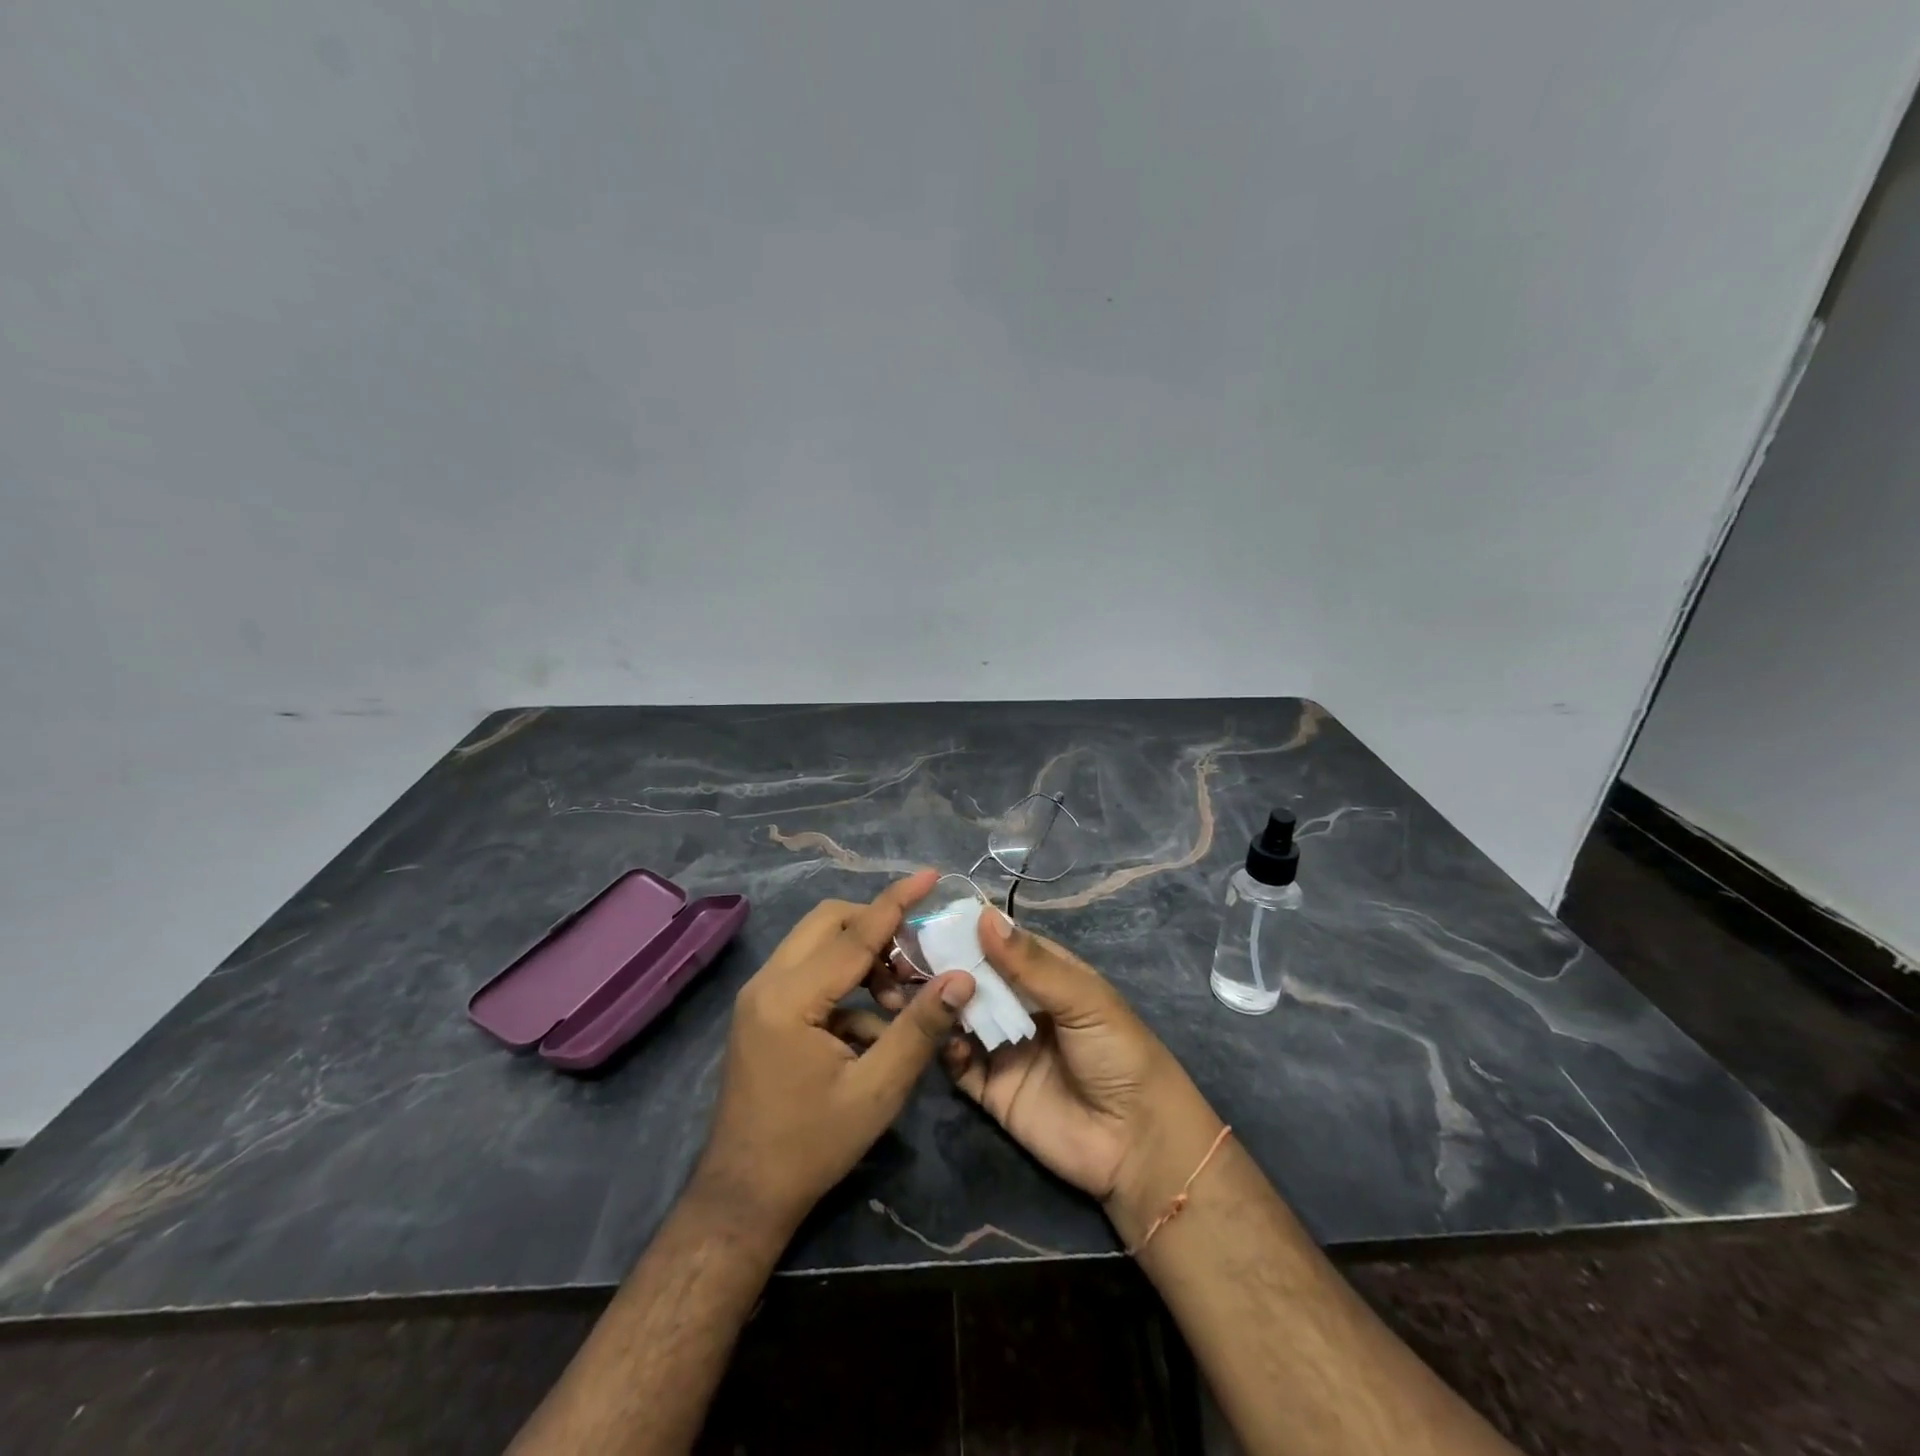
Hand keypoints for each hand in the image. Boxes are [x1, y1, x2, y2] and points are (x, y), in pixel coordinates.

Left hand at [694, 871, 975, 1232]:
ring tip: (899, 999)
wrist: (744, 1195)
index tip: (930, 875)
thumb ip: (919, 1029)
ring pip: (819, 942)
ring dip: (864, 956)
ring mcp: (760, 995)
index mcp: (790, 998)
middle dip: (878, 926)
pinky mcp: (763, 1009)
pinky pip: (811, 971)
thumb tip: (961, 978)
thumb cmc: (811, 1147)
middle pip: (829, 921)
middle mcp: (767, 983)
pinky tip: (873, 1027)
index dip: (896, 902)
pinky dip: (847, 982)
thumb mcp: (876, 1091)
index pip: (854, 933)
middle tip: (918, 955)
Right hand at [864, 908, 1218, 1211]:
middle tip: (902, 955)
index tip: (926, 917)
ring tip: (905, 990)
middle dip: (943, 966)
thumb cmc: (1119, 1055)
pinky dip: (945, 1050)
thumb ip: (1031, 963)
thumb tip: (983, 915)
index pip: (999, 943)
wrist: (1137, 1146)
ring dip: (938, 1004)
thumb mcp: (1082, 1000)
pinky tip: (942, 1041)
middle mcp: (1020, 1006)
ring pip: (960, 1017)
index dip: (967, 930)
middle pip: (974, 978)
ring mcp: (1004, 1047)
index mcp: (1046, 976)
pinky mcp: (991, 1090)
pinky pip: (958, 1065)